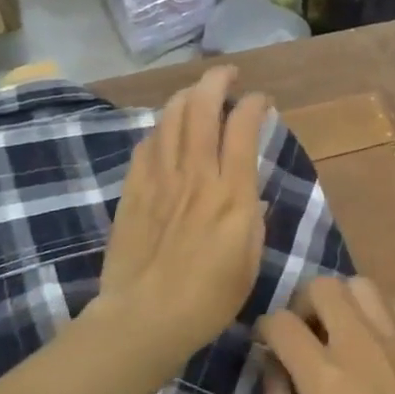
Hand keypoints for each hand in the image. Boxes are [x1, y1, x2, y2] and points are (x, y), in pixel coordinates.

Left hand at [96, 66, 270, 377]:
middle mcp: (195, 175)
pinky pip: (146, 145)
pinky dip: (160, 128)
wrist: (144, 318)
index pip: (242, 128)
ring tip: (197, 93)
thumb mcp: (249, 262)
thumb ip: (252, 219)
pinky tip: (166, 131)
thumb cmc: (208, 299)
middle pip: (201, 108)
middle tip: (227, 75)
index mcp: (231, 193)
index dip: (253, 104)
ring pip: (170, 118)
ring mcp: (160, 179)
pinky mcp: (133, 190)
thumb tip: (250, 194)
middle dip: (216, 80)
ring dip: (186, 96)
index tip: (261, 100)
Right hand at [257, 277, 394, 393]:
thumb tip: (270, 366)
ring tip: (342, 331)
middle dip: (303, 303)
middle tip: (306, 333)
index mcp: (324, 376)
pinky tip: (378, 341)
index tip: (267, 343)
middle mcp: (358, 344)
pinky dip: (378, 312)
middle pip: (322, 286)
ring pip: (360, 285)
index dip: (265, 328)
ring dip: (342, 301)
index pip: (282, 322)